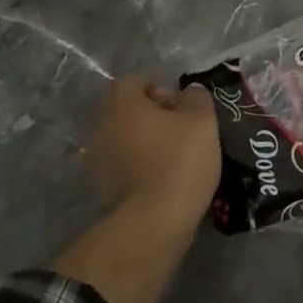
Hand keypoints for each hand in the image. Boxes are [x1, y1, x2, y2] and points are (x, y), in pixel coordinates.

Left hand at [87, 77, 221, 226]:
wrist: (155, 221)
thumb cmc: (179, 161)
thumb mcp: (202, 121)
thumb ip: (196, 98)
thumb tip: (189, 92)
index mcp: (123, 106)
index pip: (132, 81)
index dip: (158, 87)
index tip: (180, 106)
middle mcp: (103, 128)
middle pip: (128, 111)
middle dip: (155, 116)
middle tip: (183, 131)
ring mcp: (100, 160)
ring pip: (127, 138)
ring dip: (149, 142)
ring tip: (178, 158)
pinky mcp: (105, 187)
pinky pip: (126, 164)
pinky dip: (143, 166)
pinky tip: (166, 179)